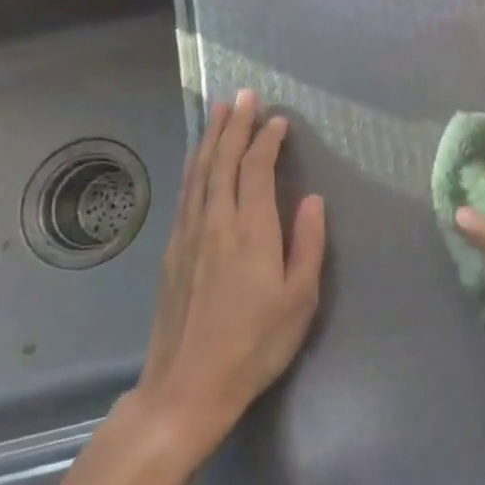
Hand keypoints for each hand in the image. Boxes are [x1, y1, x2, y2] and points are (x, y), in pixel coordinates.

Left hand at [126, 91, 326, 454]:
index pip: (257, 169)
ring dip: (210, 138)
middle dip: (234, 125)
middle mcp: (215, 222)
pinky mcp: (172, 251)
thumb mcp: (300, 299)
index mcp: (250, 231)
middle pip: (222, 161)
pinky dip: (195, 166)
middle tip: (244, 96)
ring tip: (219, 112)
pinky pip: (185, 192)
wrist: (187, 387)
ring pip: (198, 173)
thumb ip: (309, 244)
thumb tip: (312, 199)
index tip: (278, 120)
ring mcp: (188, 235)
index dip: (267, 139)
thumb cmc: (255, 344)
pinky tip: (198, 160)